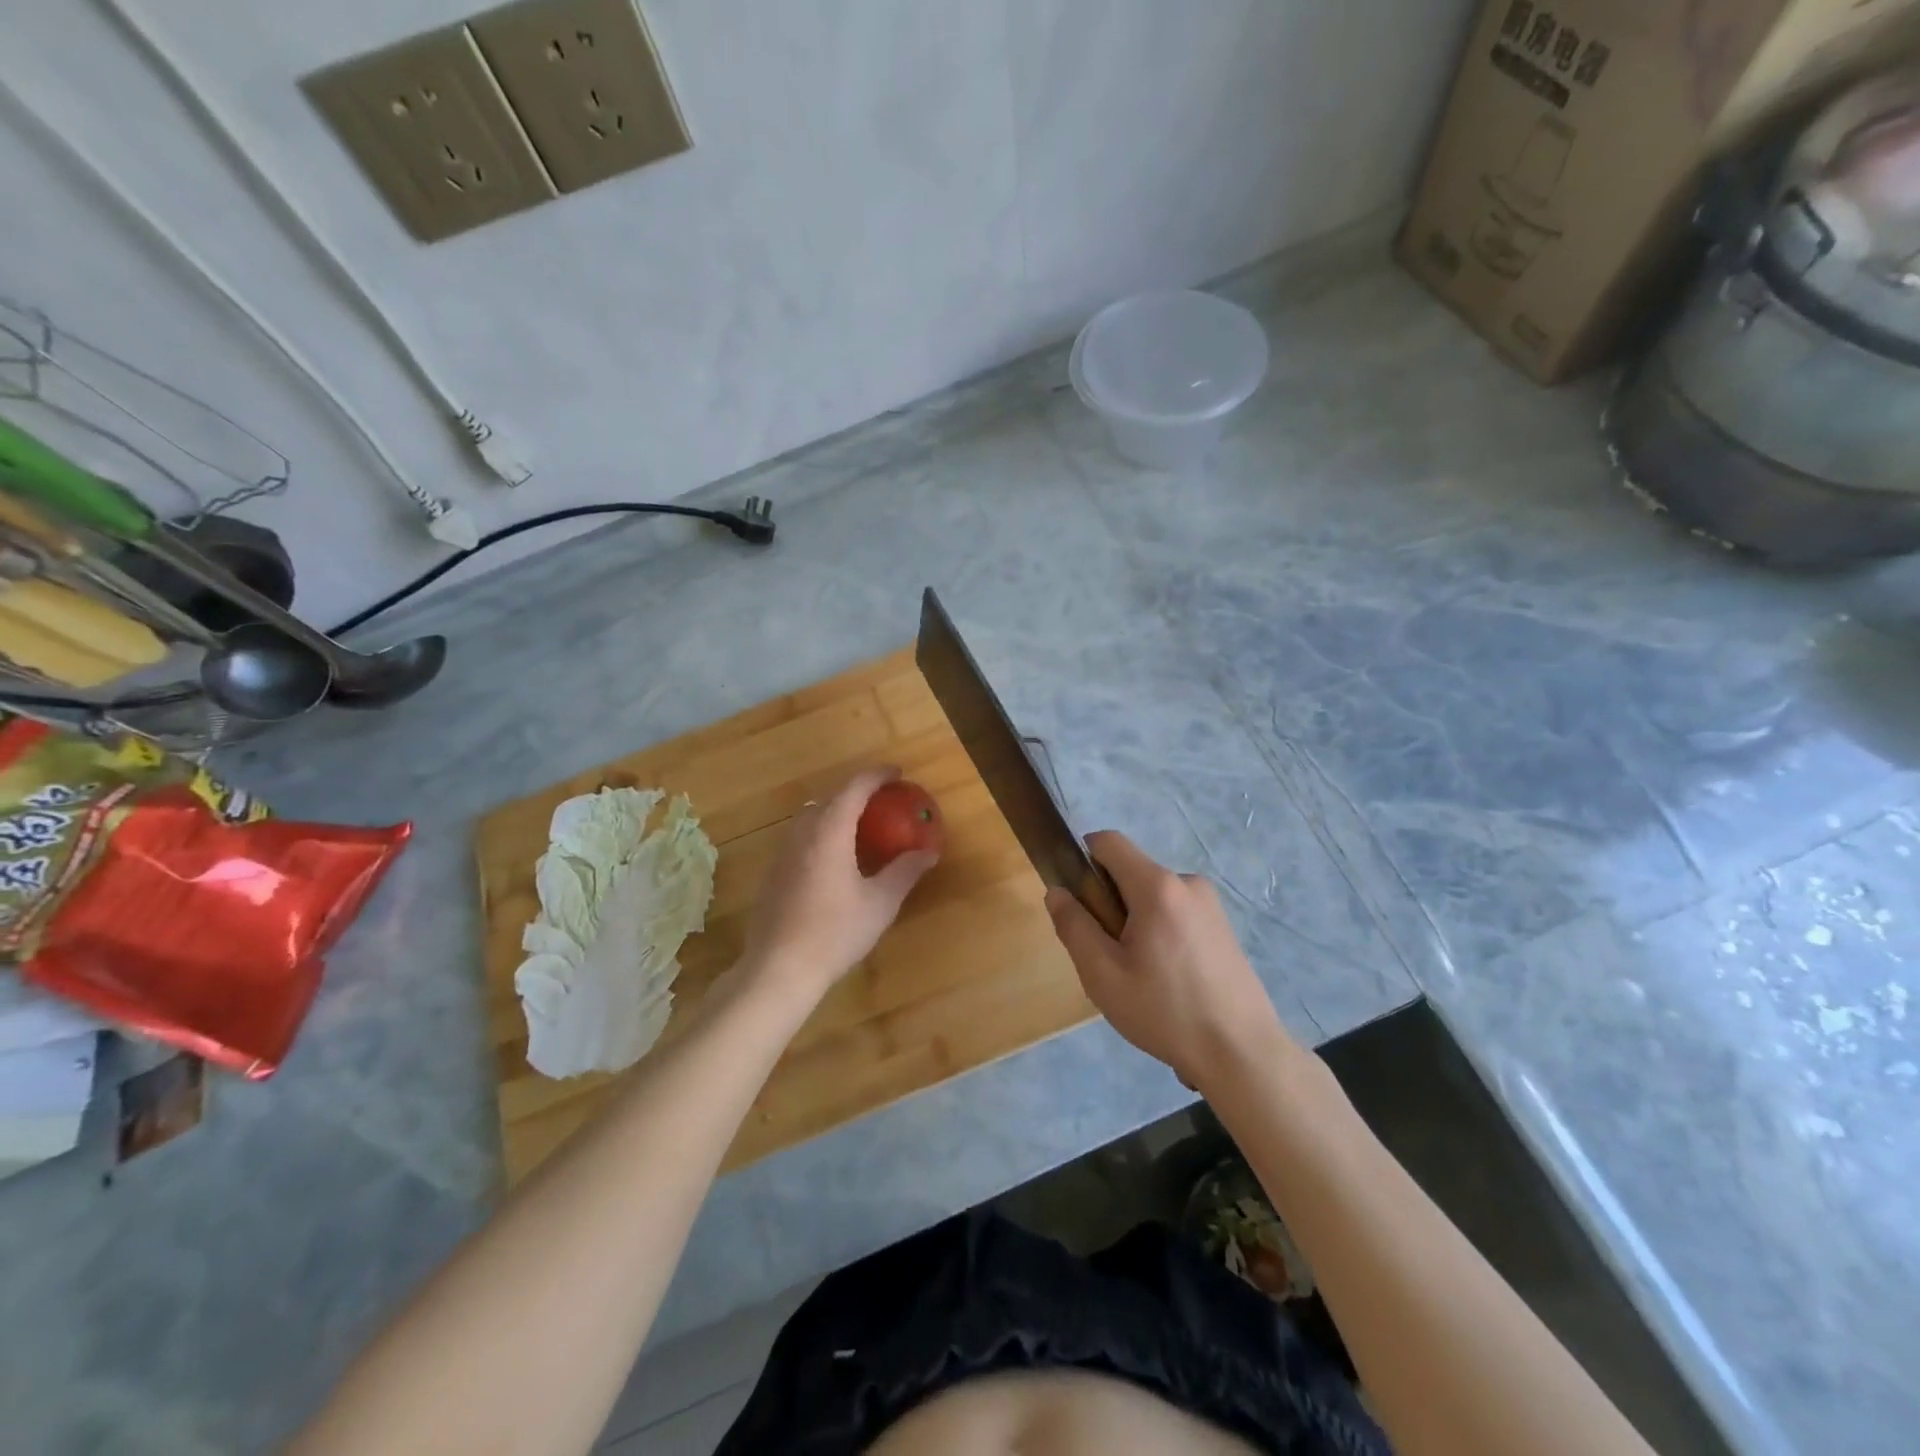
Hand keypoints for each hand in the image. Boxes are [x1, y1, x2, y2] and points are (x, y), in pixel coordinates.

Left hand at [739, 767, 938, 1003]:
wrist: (778, 969)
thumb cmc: (835, 933)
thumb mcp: (880, 903)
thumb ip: (905, 872)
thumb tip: (929, 852)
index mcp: (829, 832)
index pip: (854, 788)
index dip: (876, 775)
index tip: (897, 773)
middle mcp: (802, 833)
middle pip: (829, 796)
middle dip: (857, 790)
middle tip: (883, 798)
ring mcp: (783, 852)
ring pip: (811, 815)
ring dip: (837, 809)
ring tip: (862, 823)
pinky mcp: (774, 872)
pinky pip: (802, 835)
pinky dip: (823, 830)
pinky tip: (836, 856)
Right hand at [1045, 831, 1297, 1090]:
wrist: (1242, 1053)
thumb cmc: (1165, 1012)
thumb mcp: (1103, 975)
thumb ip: (1074, 927)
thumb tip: (1057, 892)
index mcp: (1157, 887)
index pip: (1109, 842)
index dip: (1082, 858)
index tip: (1077, 900)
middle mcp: (1187, 883)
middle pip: (1130, 872)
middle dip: (1109, 902)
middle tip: (1108, 956)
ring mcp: (1210, 904)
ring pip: (1152, 896)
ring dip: (1135, 921)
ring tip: (1139, 976)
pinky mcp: (1223, 926)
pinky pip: (1175, 912)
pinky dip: (1159, 933)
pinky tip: (1167, 979)